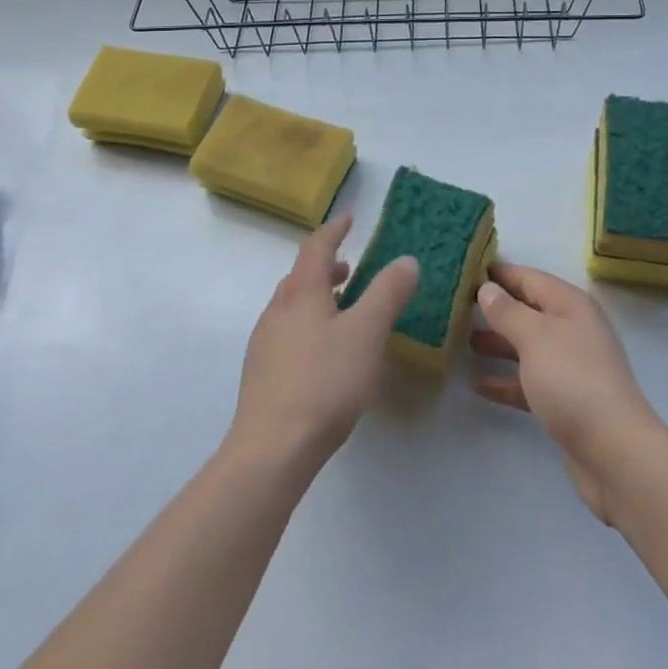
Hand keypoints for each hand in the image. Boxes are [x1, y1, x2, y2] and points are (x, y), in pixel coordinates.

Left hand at [228, 213, 419, 471]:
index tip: (349, 218)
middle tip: (352, 269)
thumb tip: (406, 260)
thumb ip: (387, 293)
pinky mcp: (261, 374)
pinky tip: (325, 353)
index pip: (316, 246)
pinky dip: (309, 324)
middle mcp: (277, 310)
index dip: (334, 230)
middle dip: (327, 267)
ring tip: (343, 310)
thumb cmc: (324, 382)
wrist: (271, 450)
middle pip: (300, 275)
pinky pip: (288, 332)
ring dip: (318, 297)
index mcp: (301, 292)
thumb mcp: (367, 333)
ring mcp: (265, 343)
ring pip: (293, 306)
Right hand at [471, 261, 666, 525]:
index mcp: (570, 305)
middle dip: (496, 309)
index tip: (466, 269)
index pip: (530, 278)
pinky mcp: (565, 400)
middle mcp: (573, 329)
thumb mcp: (535, 336)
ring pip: (527, 346)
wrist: (613, 451)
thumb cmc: (572, 379)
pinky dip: (506, 381)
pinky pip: (529, 382)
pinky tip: (477, 385)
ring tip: (463, 342)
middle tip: (457, 306)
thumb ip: (508, 311)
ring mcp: (570, 366)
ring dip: (498, 344)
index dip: (500, 273)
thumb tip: (488, 288)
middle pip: (528, 311)